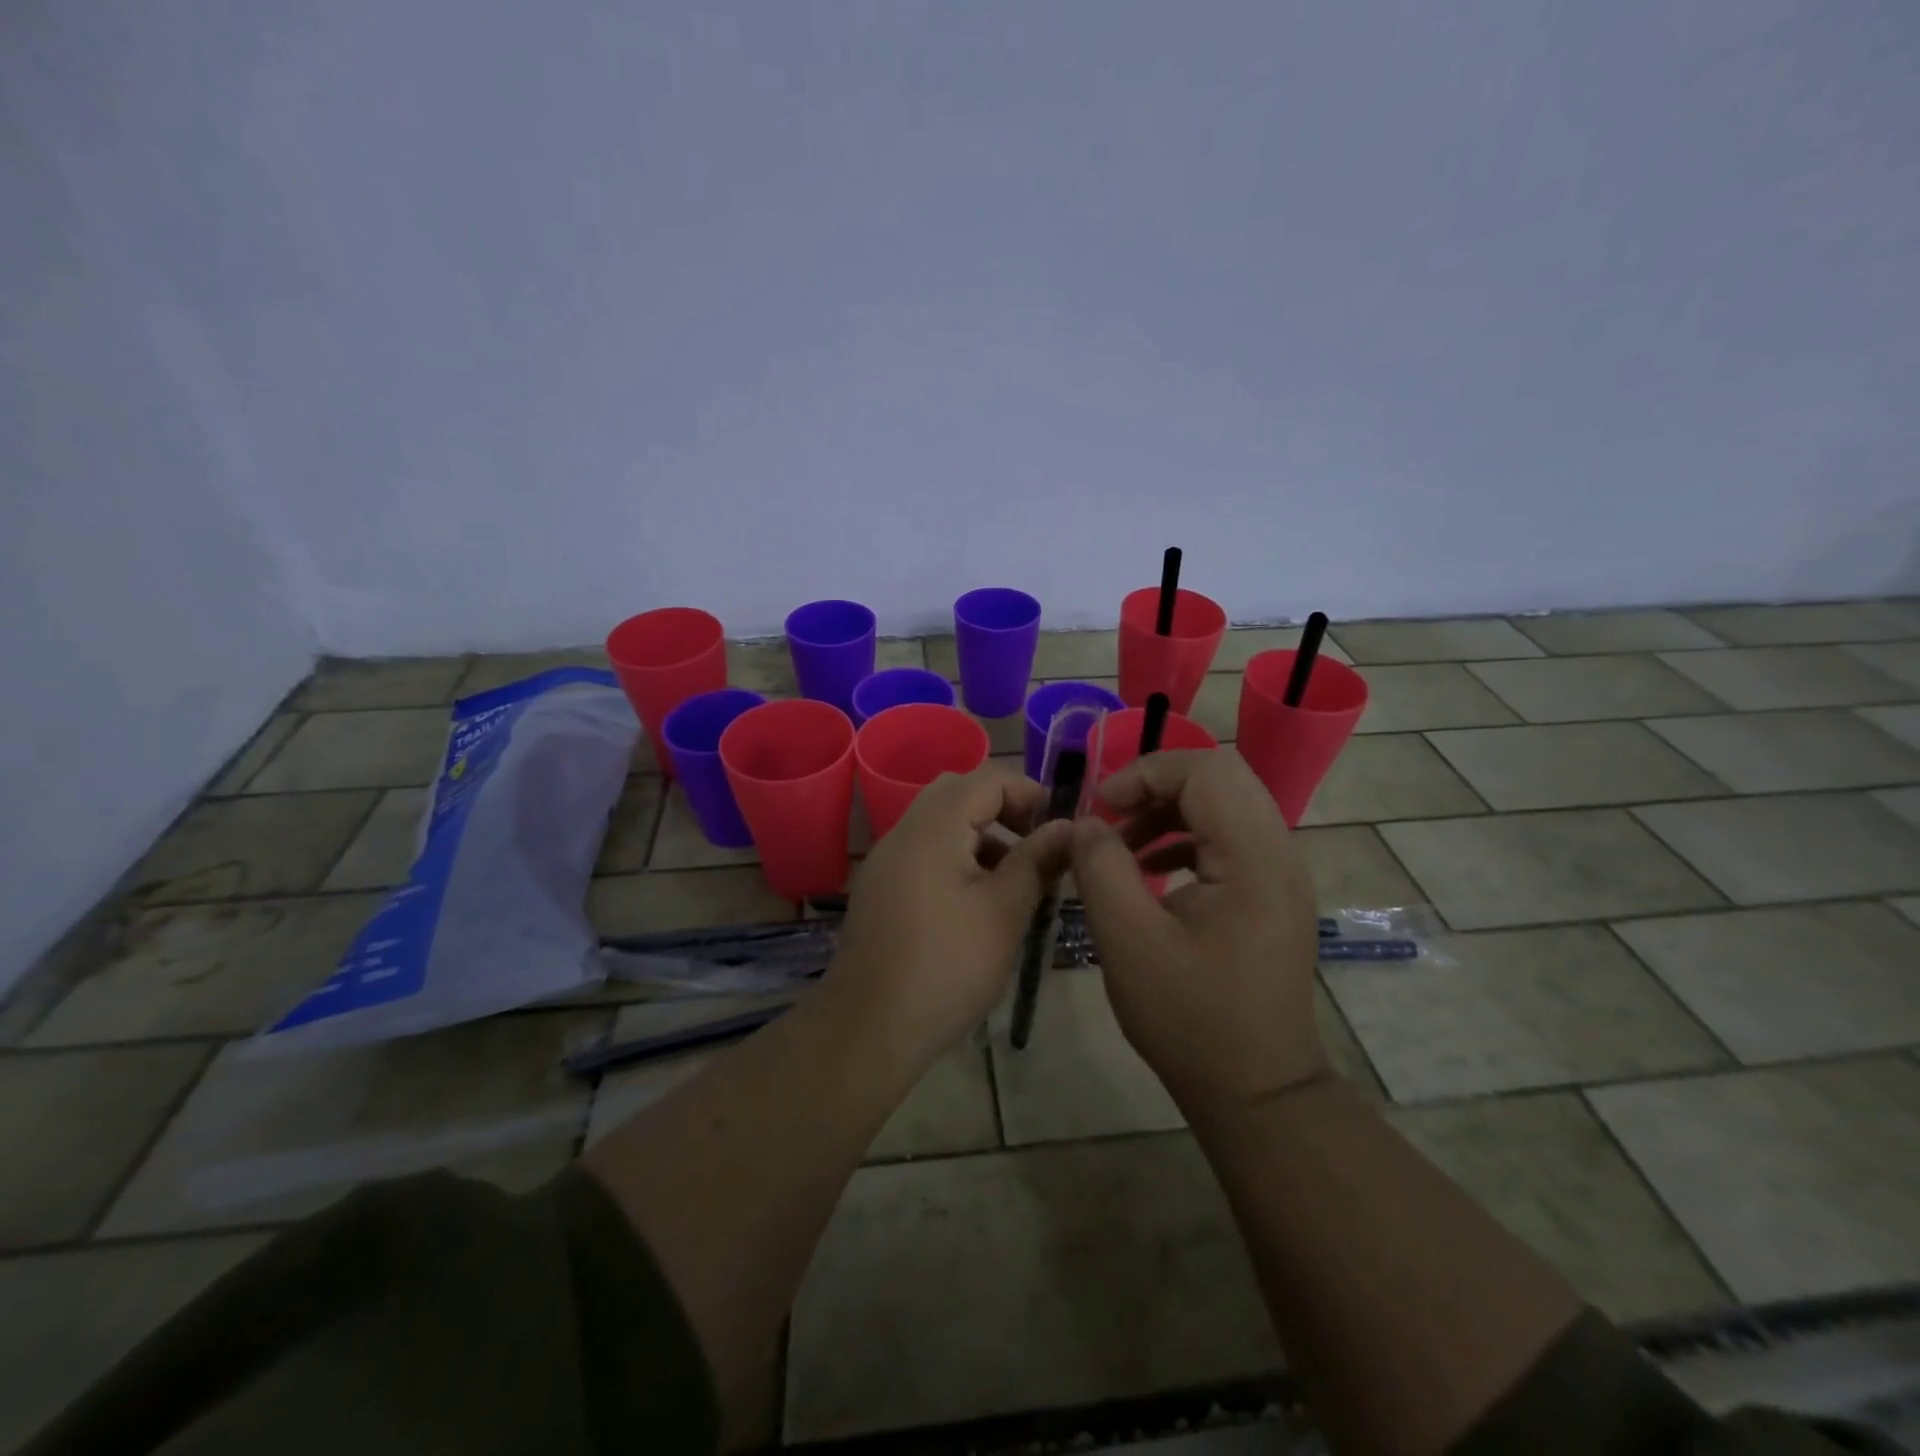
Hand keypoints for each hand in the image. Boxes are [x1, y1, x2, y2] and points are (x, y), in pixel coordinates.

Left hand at [828, 765, 1074, 1068]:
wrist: (869, 1028)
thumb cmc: (947, 967)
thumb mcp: (1004, 912)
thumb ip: (1037, 860)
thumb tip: (1070, 827)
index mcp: (933, 828)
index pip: (986, 779)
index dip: (1029, 793)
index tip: (1059, 828)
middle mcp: (903, 832)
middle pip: (958, 793)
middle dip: (1004, 809)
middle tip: (1037, 844)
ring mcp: (886, 860)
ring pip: (940, 823)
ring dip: (981, 834)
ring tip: (1015, 876)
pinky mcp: (880, 888)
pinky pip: (923, 851)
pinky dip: (956, 855)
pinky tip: (977, 899)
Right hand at [1070, 749, 1326, 1115]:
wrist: (1257, 1090)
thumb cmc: (1190, 1018)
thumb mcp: (1128, 941)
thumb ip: (1100, 868)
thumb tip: (1084, 823)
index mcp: (1253, 858)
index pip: (1205, 771)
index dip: (1145, 773)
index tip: (1100, 808)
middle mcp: (1279, 853)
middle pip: (1220, 777)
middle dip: (1156, 785)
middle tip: (1111, 816)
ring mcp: (1281, 873)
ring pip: (1225, 804)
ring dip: (1169, 810)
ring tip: (1122, 845)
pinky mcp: (1272, 893)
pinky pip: (1229, 837)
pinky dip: (1186, 837)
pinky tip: (1151, 869)